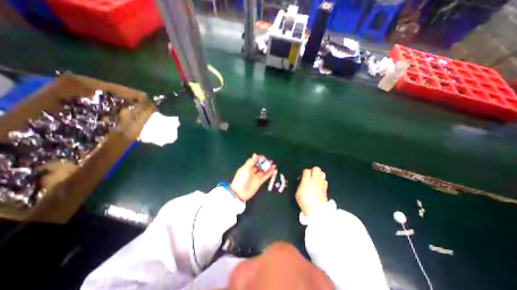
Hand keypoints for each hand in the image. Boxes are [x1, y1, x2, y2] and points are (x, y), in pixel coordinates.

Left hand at [231, 154, 276, 201]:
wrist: (240, 192)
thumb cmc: (241, 179)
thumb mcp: (246, 168)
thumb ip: (251, 161)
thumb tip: (255, 154)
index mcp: (247, 167)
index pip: (253, 161)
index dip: (258, 158)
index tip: (263, 157)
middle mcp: (251, 172)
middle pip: (259, 166)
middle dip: (264, 163)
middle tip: (270, 161)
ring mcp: (255, 177)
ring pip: (263, 171)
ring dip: (268, 168)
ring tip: (273, 165)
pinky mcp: (259, 182)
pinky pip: (265, 176)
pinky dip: (270, 173)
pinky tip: (273, 170)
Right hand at [294, 168, 325, 214]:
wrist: (316, 210)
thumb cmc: (305, 201)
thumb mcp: (298, 192)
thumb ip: (301, 184)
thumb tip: (303, 181)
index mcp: (307, 180)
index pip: (306, 171)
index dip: (304, 172)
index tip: (303, 175)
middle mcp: (315, 180)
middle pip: (316, 169)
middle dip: (313, 170)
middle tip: (310, 175)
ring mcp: (322, 183)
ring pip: (322, 174)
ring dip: (319, 175)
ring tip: (315, 179)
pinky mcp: (326, 188)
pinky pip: (325, 181)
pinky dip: (322, 181)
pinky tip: (319, 185)